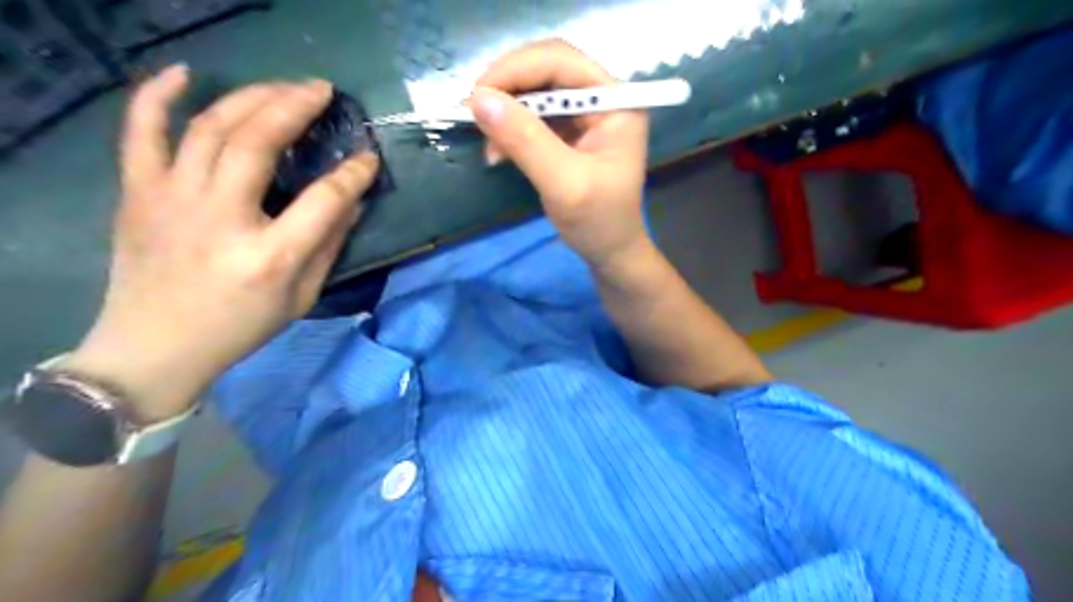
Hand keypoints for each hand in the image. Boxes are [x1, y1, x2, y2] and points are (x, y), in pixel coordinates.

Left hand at [66, 66, 380, 420]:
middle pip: (257, 142)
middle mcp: (221, 218)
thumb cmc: (241, 326)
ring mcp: (172, 200)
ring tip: (281, 85)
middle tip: (322, 89)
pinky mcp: (138, 193)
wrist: (156, 346)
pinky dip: (157, 95)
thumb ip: (329, 245)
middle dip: (295, 106)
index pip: (323, 198)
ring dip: (250, 97)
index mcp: (270, 256)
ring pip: (210, 128)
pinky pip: (140, 132)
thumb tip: (352, 200)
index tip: (368, 157)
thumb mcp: (302, 296)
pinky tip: (185, 73)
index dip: (353, 173)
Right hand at [472, 38, 654, 267]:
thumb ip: (525, 141)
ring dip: (505, 111)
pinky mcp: (568, 133)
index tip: (477, 95)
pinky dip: (510, 128)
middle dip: (507, 88)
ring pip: (535, 91)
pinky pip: (532, 116)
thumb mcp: (564, 184)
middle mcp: (601, 99)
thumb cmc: (598, 222)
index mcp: (615, 102)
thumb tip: (478, 99)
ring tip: (488, 145)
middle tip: (473, 113)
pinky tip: (498, 151)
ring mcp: (584, 115)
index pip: (561, 61)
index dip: (516, 70)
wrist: (609, 252)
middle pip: (546, 69)